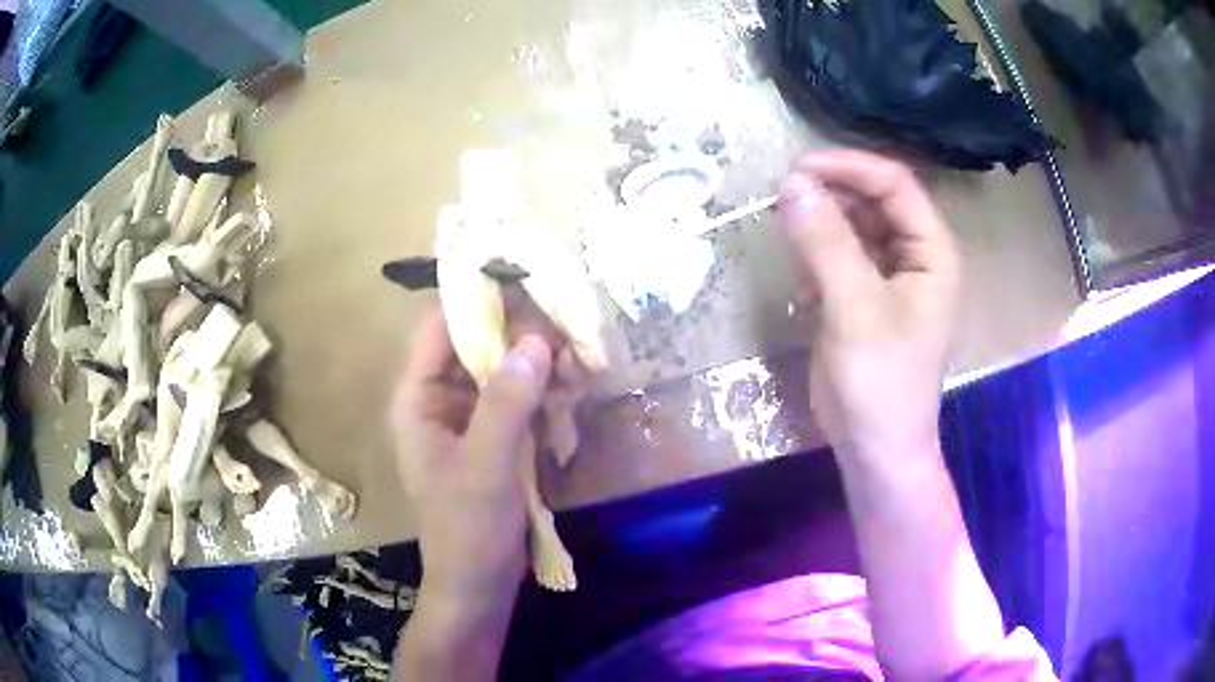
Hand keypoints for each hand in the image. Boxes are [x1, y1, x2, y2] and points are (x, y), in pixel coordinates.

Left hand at [390, 305, 551, 596]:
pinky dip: (541, 394)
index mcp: (418, 398)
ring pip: (501, 371)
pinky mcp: (491, 438)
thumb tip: (537, 340)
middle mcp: (438, 399)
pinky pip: (516, 400)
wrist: (478, 585)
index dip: (477, 302)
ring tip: (576, 362)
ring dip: (536, 366)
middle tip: (567, 329)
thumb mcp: (487, 464)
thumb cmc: (470, 528)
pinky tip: (570, 395)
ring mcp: (467, 419)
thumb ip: (507, 401)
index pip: (439, 327)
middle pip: (475, 345)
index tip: (527, 284)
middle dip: (519, 337)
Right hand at [777, 150, 959, 457]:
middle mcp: (914, 256)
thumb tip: (790, 184)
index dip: (848, 168)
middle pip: (872, 200)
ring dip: (819, 227)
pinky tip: (805, 289)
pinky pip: (838, 256)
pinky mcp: (863, 297)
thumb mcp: (855, 308)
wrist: (874, 447)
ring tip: (789, 240)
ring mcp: (888, 277)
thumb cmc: (881, 381)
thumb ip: (825, 243)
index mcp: (931, 251)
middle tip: (782, 200)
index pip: (894, 184)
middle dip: (830, 195)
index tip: (797, 169)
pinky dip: (816, 260)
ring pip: (852, 226)